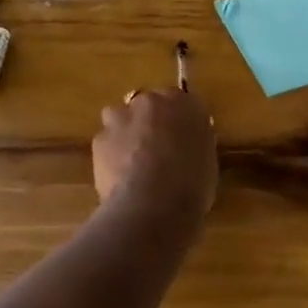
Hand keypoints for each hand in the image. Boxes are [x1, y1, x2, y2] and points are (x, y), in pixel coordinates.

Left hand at [94, 89, 217, 216]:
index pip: (181, 102)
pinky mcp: (100, 137)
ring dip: (124, 131)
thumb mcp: (206, 163)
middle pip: (148, 104)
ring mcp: (122, 117)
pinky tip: (117, 176)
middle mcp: (152, 102)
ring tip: (131, 160)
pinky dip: (109, 154)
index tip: (179, 138)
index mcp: (185, 105)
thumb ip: (194, 144)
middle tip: (155, 149)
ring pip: (120, 116)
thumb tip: (185, 146)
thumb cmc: (191, 187)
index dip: (177, 121)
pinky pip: (105, 141)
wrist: (153, 205)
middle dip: (149, 121)